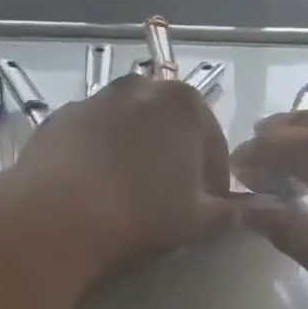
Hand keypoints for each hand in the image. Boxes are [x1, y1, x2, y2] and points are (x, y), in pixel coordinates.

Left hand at [9, 73, 239, 267]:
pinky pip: (91, 135)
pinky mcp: (60, 116)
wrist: (58, 214)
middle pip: (168, 125)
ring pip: (128, 126)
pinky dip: (98, 153)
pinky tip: (92, 186)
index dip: (213, 178)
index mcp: (185, 103)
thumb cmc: (141, 212)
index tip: (207, 206)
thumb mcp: (197, 221)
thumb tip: (248, 211)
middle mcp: (141, 87)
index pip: (213, 143)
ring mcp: (96, 99)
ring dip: (134, 150)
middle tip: (169, 196)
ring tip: (128, 191)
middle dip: (173, 155)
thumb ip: (227, 212)